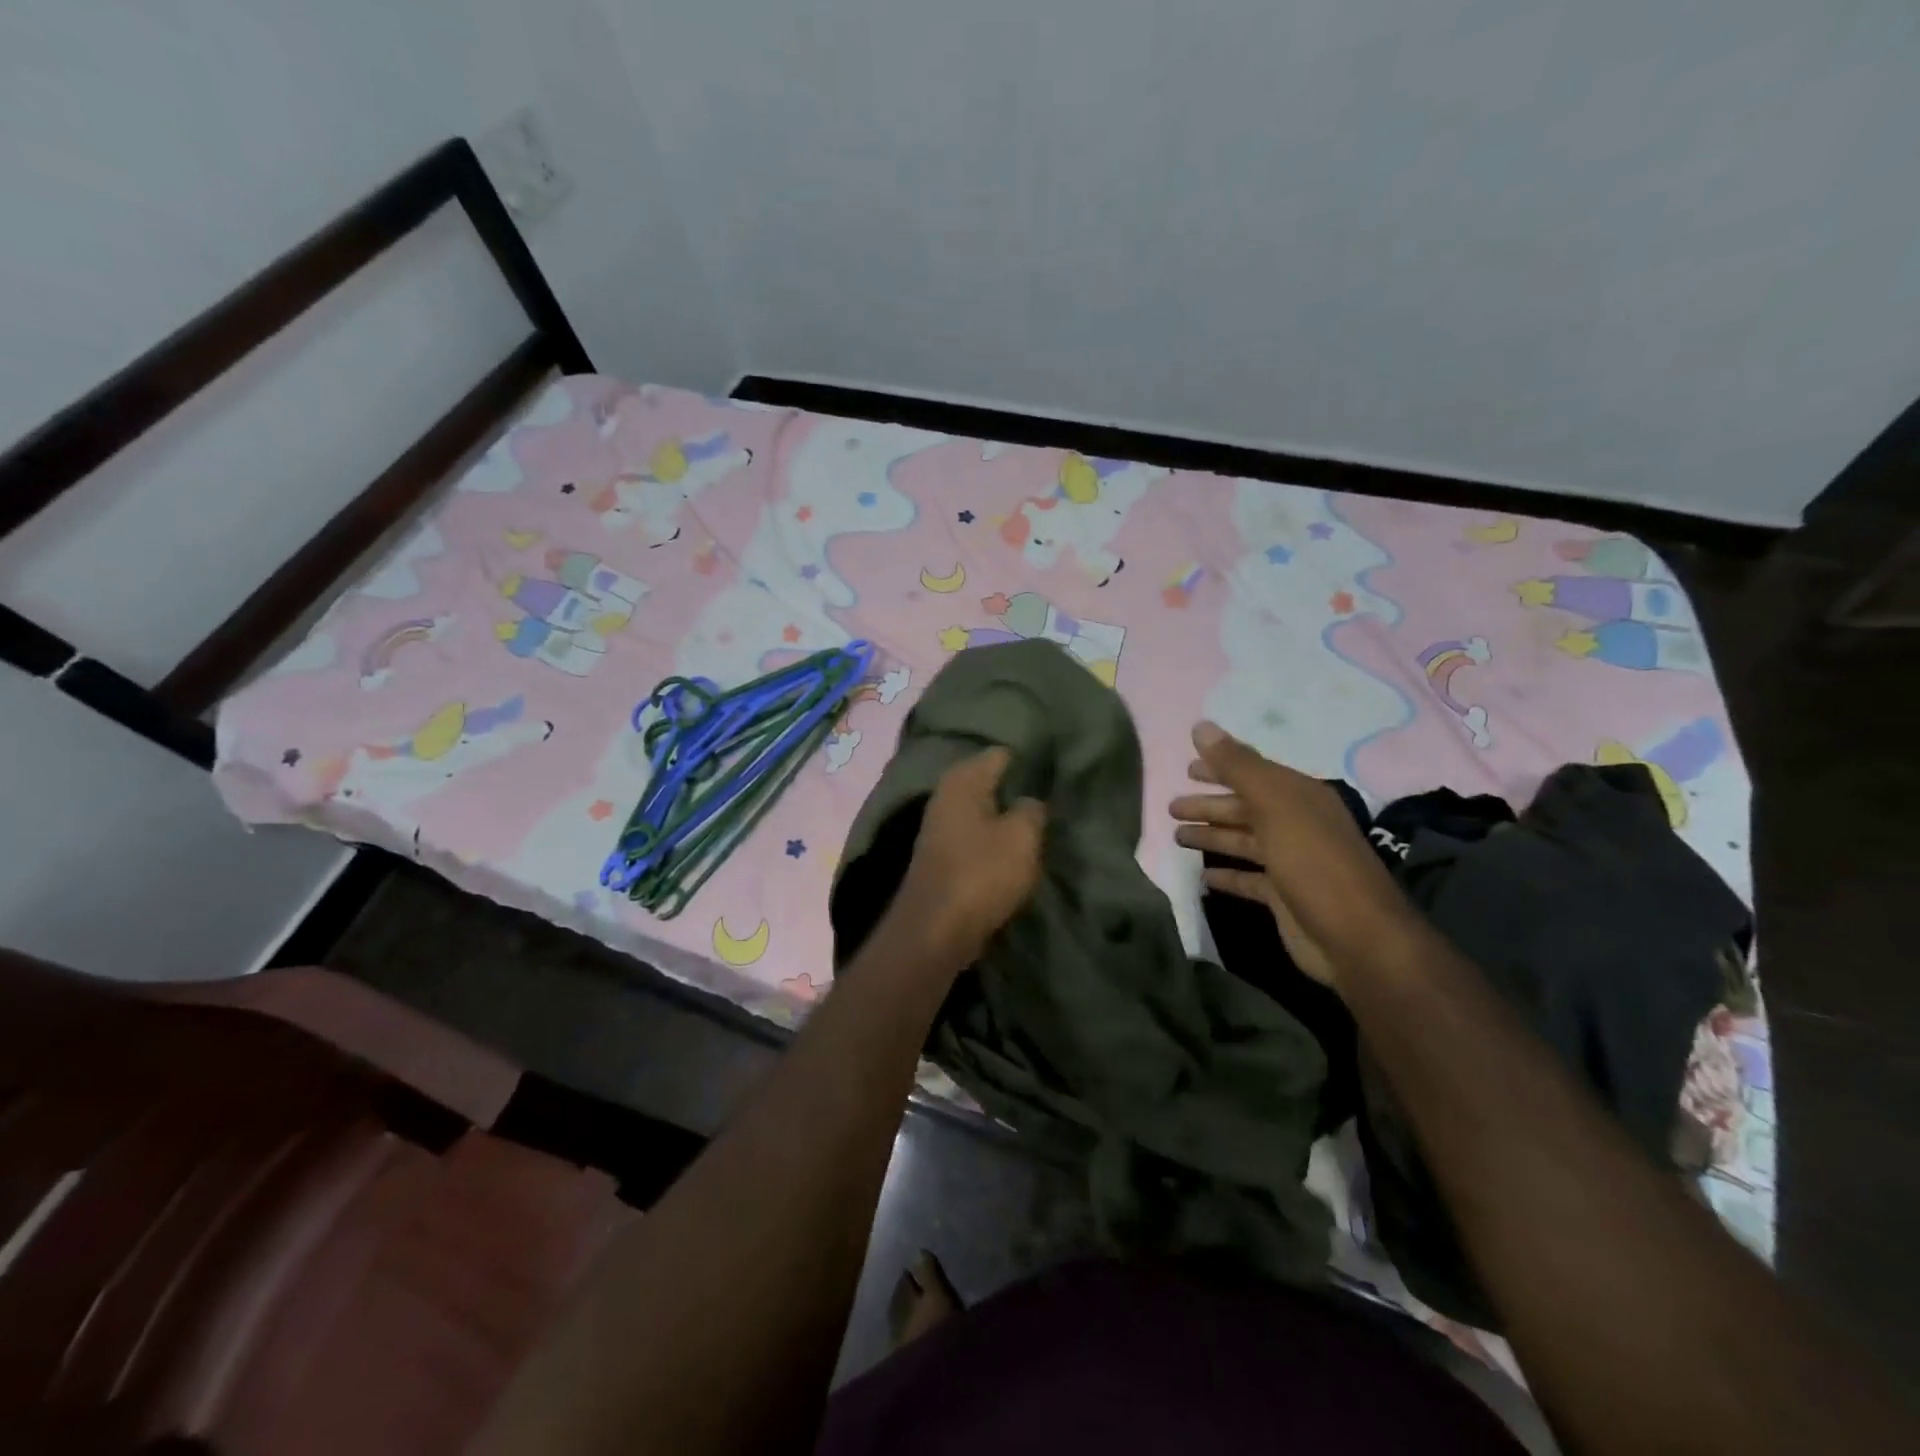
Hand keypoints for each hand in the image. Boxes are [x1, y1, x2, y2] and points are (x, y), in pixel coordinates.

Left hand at [883, 747, 1046, 970]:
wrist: (935, 932)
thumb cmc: (980, 874)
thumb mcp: (1021, 836)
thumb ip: (1032, 809)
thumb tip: (1030, 801)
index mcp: (963, 780)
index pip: (1002, 754)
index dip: (1030, 760)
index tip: (1057, 768)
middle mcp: (947, 796)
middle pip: (991, 782)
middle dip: (1019, 789)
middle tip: (1055, 797)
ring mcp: (941, 828)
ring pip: (985, 812)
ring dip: (1008, 818)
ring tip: (1042, 825)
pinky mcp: (944, 857)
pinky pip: (977, 838)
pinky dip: (996, 842)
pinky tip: (1017, 851)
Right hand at [1169, 722, 1413, 989]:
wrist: (1356, 938)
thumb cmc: (1313, 862)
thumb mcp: (1274, 805)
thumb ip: (1237, 766)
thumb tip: (1201, 726)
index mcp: (1299, 797)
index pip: (1252, 773)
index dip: (1219, 768)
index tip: (1185, 769)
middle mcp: (1296, 824)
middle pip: (1244, 807)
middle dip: (1209, 805)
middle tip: (1171, 808)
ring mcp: (1291, 861)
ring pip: (1243, 841)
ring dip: (1212, 836)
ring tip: (1176, 837)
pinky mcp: (1283, 896)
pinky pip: (1248, 878)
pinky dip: (1226, 875)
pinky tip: (1202, 877)